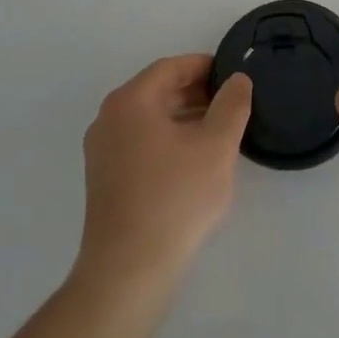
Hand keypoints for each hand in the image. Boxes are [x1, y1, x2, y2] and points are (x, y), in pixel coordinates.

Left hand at [77, 56, 252, 285]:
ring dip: (183, 117)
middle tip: (230, 103)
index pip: (170, 67)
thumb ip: (232, 105)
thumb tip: (237, 80)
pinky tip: (192, 160)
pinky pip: (139, 142)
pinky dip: (167, 139)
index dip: (204, 66)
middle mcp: (109, 118)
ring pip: (148, 118)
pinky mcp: (103, 179)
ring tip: (218, 131)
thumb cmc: (175, 198)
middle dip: (195, 92)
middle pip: (157, 91)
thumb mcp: (216, 146)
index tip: (232, 74)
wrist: (128, 271)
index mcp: (130, 100)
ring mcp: (101, 150)